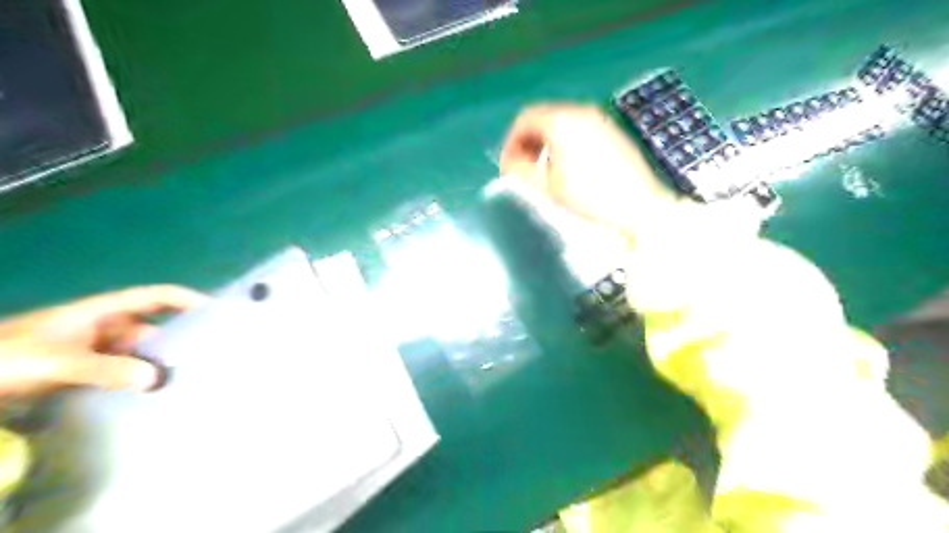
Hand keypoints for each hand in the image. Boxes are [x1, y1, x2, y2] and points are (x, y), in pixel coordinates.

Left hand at [0, 288, 204, 395]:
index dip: (187, 299)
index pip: (156, 297)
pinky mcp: (84, 373)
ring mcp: (94, 351)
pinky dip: (138, 382)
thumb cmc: (5, 358)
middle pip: (153, 330)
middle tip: (208, 357)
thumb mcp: (56, 361)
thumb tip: (157, 379)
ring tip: (187, 380)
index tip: (217, 311)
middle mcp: (104, 328)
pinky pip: (122, 374)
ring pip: (138, 354)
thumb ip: (106, 369)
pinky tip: (153, 396)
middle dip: (177, 341)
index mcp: (102, 312)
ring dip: (157, 365)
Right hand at [497, 103, 681, 234]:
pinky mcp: (613, 131)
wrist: (641, 206)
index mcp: (562, 121)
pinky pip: (580, 129)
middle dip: (528, 142)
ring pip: (562, 123)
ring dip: (546, 143)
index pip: (525, 119)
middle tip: (523, 169)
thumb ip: (520, 171)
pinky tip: (570, 168)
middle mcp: (581, 111)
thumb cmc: (590, 197)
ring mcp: (601, 119)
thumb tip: (510, 162)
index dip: (511, 142)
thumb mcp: (547, 188)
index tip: (508, 166)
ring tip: (545, 171)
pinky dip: (565, 143)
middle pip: (543, 118)